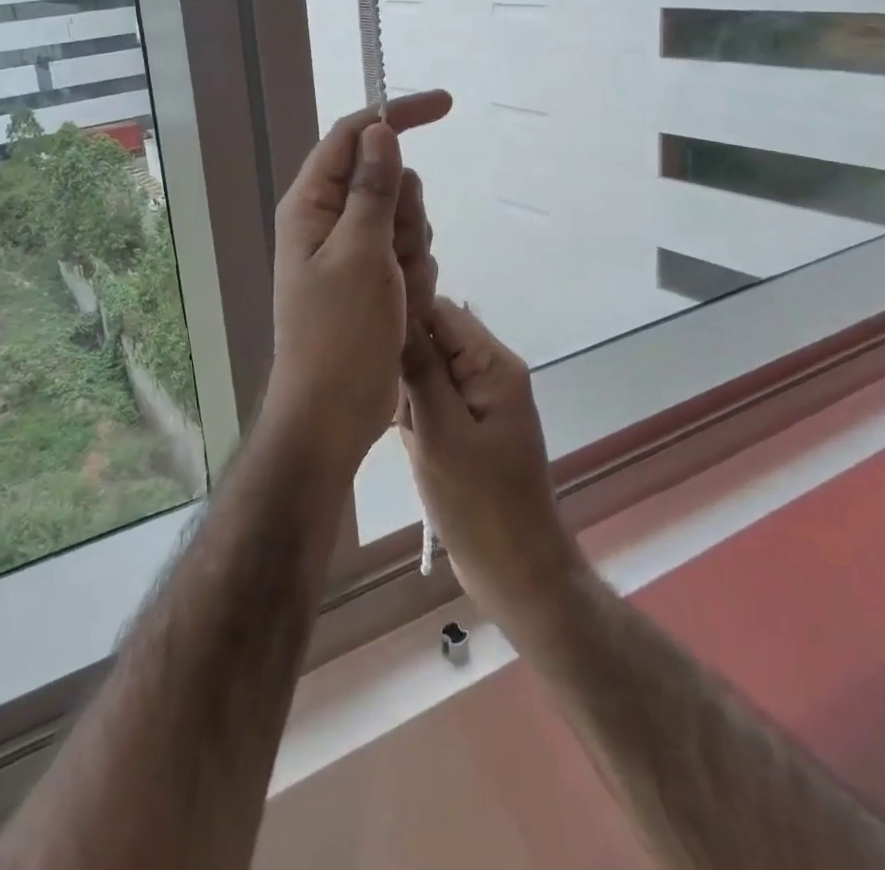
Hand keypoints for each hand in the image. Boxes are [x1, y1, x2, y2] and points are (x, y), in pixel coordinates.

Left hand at [266, 90, 452, 479]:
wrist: (333, 412)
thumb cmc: (339, 334)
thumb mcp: (360, 254)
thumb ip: (372, 189)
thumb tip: (379, 131)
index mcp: (312, 205)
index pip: (352, 135)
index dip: (395, 114)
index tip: (446, 106)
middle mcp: (329, 221)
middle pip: (387, 180)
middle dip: (407, 214)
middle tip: (396, 255)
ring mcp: (352, 252)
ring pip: (405, 220)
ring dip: (414, 253)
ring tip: (397, 294)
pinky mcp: (372, 280)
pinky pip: (409, 256)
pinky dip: (415, 279)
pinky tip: (403, 311)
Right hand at [399, 301, 582, 633]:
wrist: (516, 573)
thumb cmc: (480, 504)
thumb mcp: (441, 433)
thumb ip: (420, 370)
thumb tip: (398, 311)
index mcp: (493, 364)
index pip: (440, 311)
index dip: (402, 317)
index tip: (367, 343)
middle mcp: (490, 371)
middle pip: (433, 338)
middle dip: (404, 366)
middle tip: (395, 407)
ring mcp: (481, 399)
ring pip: (428, 370)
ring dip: (408, 396)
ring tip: (407, 432)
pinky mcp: (470, 424)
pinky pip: (434, 400)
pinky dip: (417, 417)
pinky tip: (413, 445)